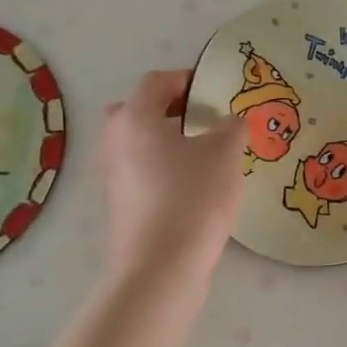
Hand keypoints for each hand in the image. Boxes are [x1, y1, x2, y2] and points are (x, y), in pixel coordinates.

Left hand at [98, 70, 244, 282]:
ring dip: (169, 140)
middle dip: (170, 108)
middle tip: (203, 117)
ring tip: (208, 152)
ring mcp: (115, 175)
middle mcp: (115, 141)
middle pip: (138, 110)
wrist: (161, 267)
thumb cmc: (192, 197)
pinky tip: (197, 184)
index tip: (216, 89)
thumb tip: (230, 122)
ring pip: (140, 143)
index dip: (187, 78)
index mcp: (135, 118)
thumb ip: (232, 127)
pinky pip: (143, 171)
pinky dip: (165, 167)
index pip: (156, 81)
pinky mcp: (122, 204)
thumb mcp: (226, 153)